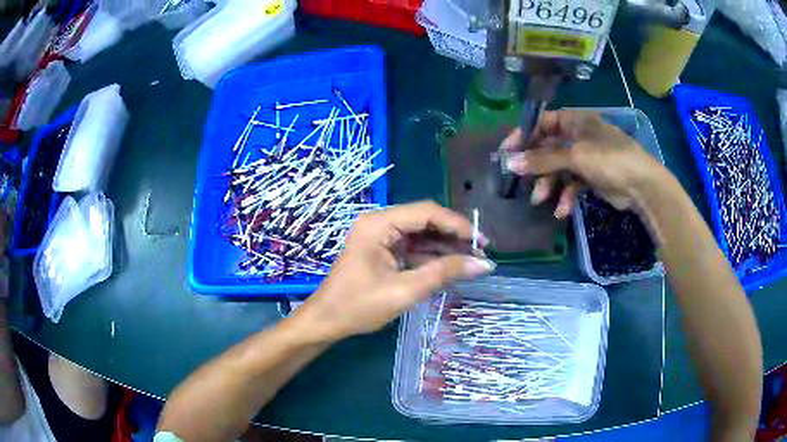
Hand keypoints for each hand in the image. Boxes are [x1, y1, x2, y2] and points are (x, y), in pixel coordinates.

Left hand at [289, 201, 494, 343]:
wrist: (326, 321)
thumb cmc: (358, 306)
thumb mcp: (404, 291)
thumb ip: (444, 273)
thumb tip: (483, 264)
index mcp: (378, 224)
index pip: (426, 212)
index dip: (458, 225)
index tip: (482, 242)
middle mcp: (379, 223)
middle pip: (425, 220)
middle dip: (454, 235)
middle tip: (481, 252)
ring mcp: (380, 236)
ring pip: (421, 234)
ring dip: (445, 246)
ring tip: (472, 260)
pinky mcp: (382, 250)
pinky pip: (412, 247)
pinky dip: (431, 256)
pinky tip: (451, 266)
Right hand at [504, 110, 664, 216]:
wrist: (642, 186)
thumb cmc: (610, 159)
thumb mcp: (575, 156)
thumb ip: (543, 159)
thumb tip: (510, 163)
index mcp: (576, 121)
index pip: (543, 123)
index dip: (525, 136)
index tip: (508, 152)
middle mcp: (579, 136)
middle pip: (549, 148)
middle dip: (536, 166)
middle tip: (518, 180)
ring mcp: (586, 158)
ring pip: (559, 168)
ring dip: (549, 184)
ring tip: (540, 199)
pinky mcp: (591, 177)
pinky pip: (572, 184)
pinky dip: (566, 196)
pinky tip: (562, 210)